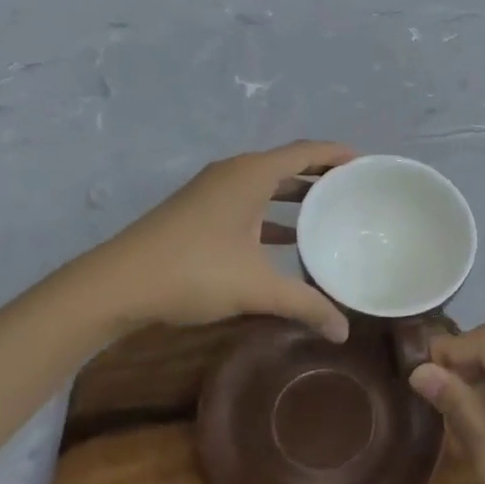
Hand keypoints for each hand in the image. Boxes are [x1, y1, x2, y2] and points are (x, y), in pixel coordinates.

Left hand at [58, 141, 356, 341]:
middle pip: (287, 164)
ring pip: (265, 184)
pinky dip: (271, 213)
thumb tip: (344, 332)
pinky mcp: (198, 211)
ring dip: (295, 195)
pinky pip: (248, 200)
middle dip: (320, 175)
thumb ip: (305, 304)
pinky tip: (285, 240)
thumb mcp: (256, 288)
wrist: (117, 284)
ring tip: (328, 213)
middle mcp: (233, 173)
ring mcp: (212, 191)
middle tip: (354, 192)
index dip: (337, 154)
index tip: (366, 164)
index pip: (306, 151)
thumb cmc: (194, 271)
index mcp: (251, 175)